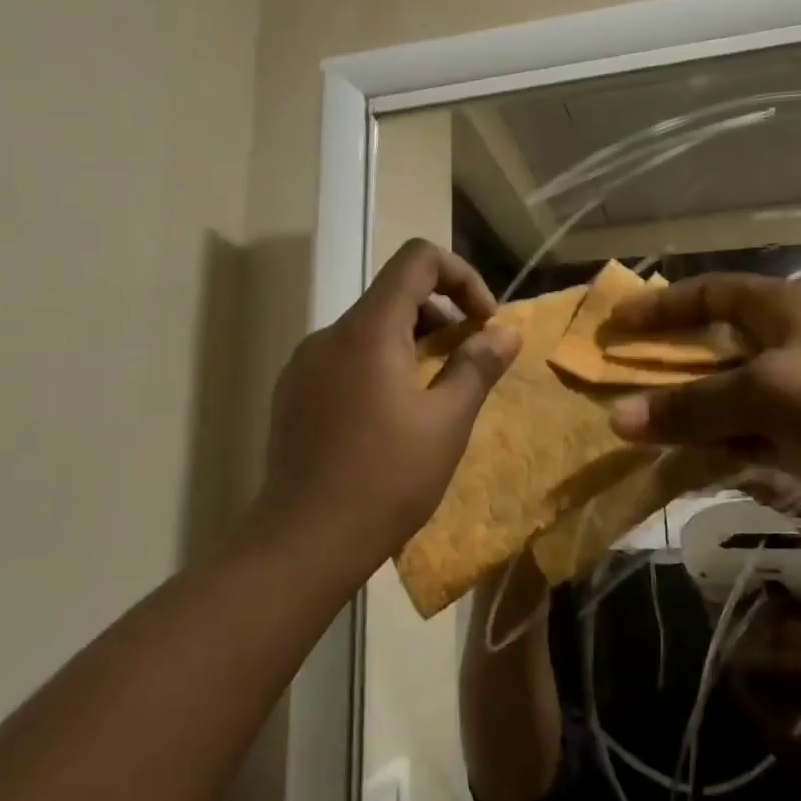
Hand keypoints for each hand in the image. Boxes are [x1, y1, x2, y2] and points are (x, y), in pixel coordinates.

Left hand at [255, 240, 521, 568]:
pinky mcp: (294, 393)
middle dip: (442, 316)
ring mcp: (305, 364)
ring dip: (412, 344)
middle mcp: (330, 335)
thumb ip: (478, 366)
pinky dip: (380, 366)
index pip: (417, 259)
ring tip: (435, 395)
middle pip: (393, 294)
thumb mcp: (447, 422)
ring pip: (369, 329)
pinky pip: (346, 359)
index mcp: (368, 329)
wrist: (304, 540)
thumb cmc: (386, 478)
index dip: (461, 276)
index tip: (483, 322)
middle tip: (468, 362)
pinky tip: (391, 418)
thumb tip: (506, 331)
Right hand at [603, 274, 800, 556]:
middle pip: (711, 346)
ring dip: (682, 411)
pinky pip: (742, 439)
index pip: (711, 293)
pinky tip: (675, 462)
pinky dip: (710, 447)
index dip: (662, 304)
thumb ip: (693, 406)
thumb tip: (616, 418)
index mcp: (784, 311)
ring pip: (723, 398)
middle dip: (663, 362)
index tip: (615, 323)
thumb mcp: (770, 394)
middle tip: (611, 379)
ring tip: (630, 426)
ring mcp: (798, 398)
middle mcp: (787, 347)